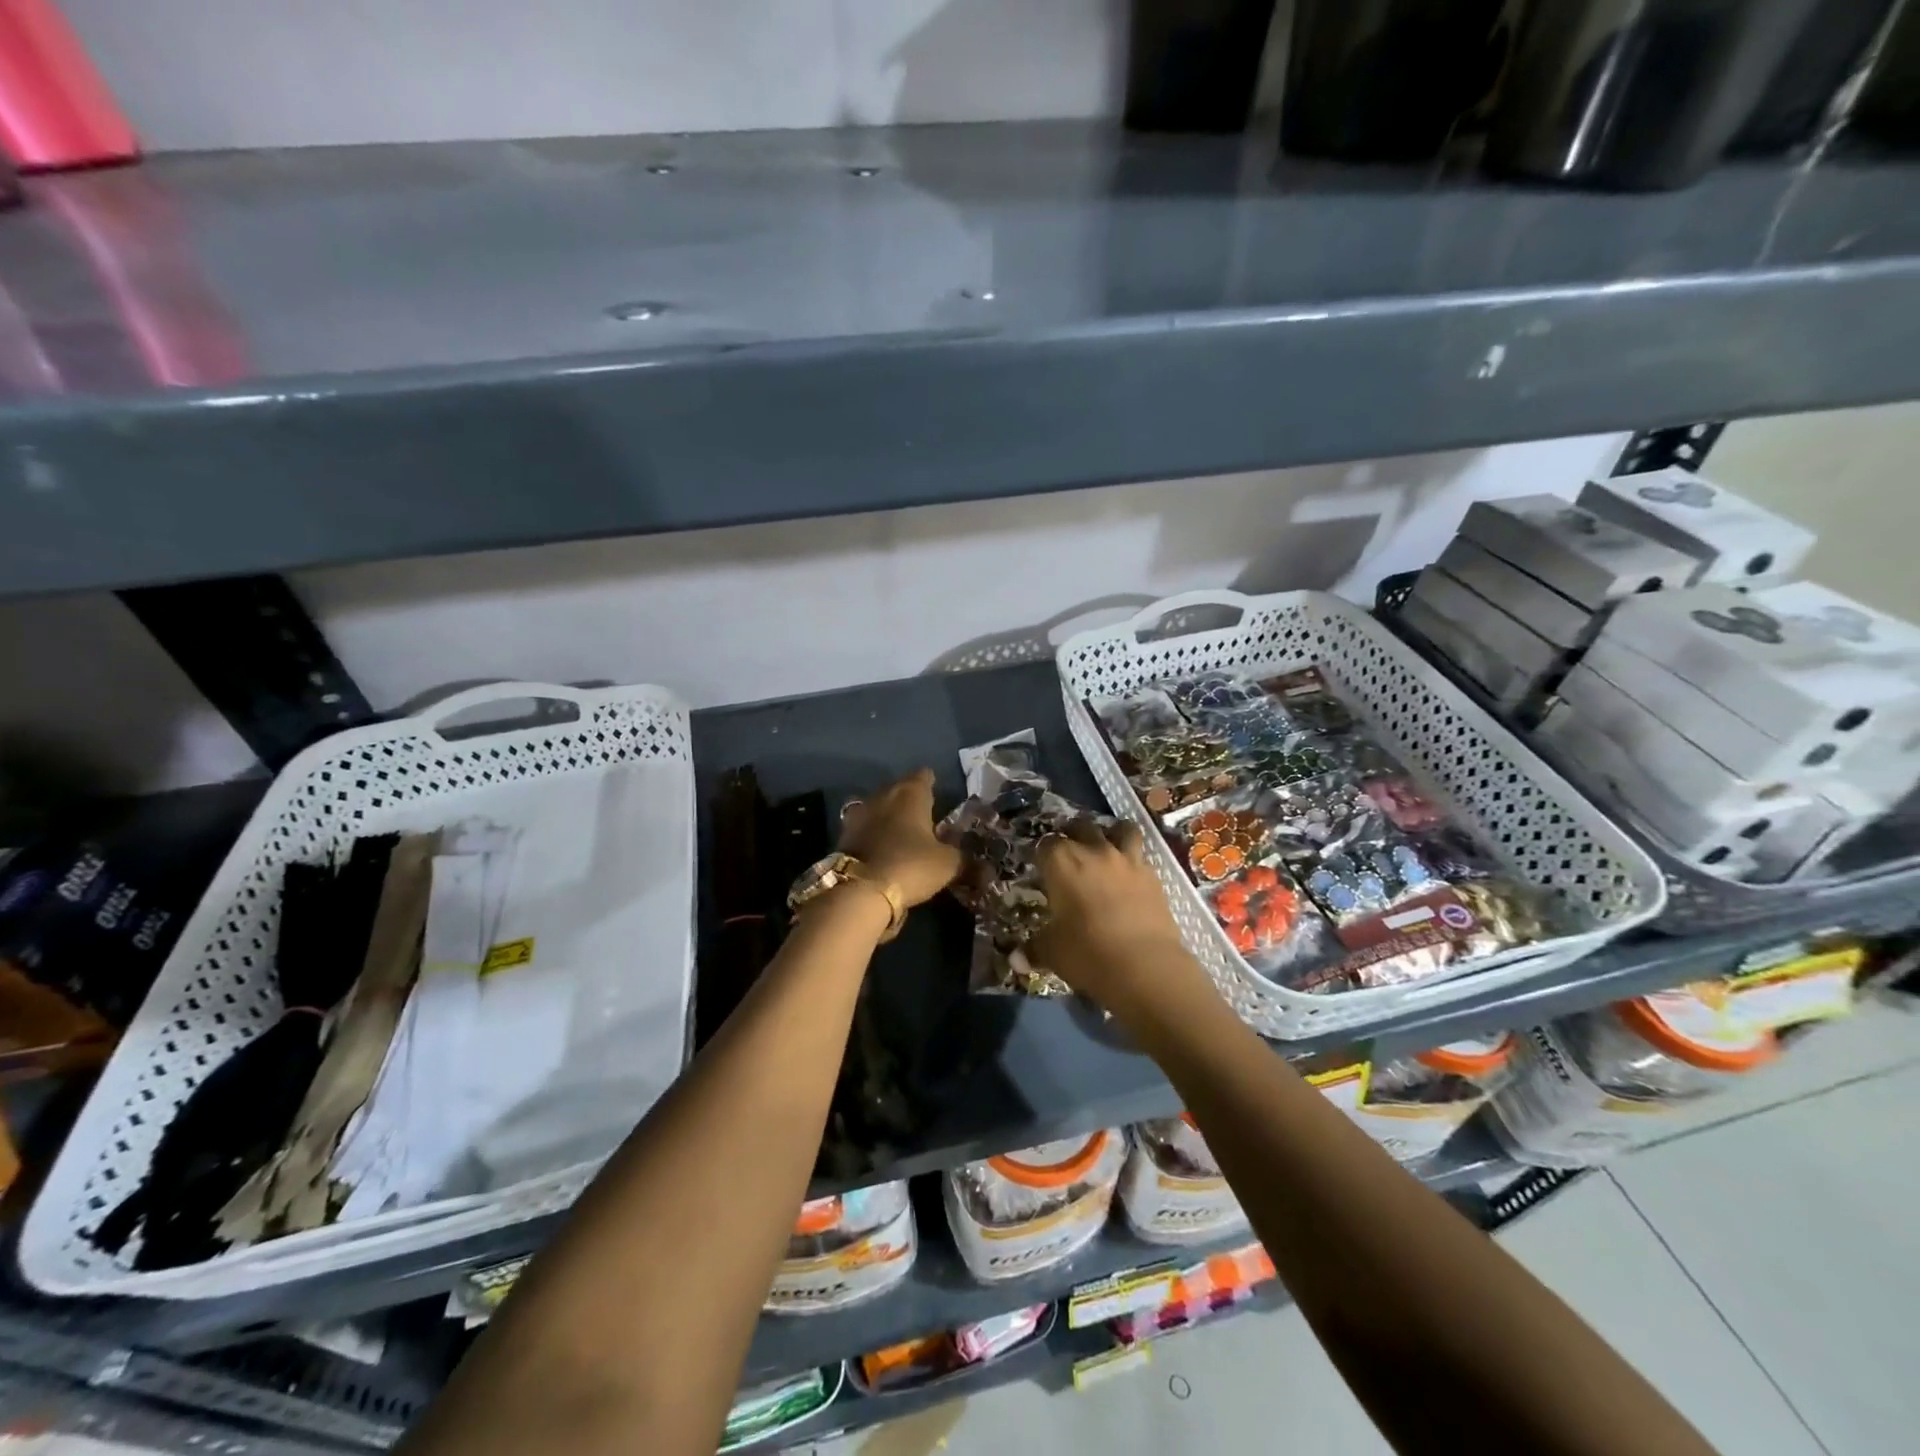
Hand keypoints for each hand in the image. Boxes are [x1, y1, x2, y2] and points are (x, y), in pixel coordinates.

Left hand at [839, 768, 962, 908]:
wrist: (858, 890)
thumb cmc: (910, 865)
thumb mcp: (947, 866)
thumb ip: (966, 863)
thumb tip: (988, 871)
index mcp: (911, 794)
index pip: (923, 776)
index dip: (931, 782)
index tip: (937, 790)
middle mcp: (883, 795)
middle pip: (898, 788)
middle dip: (909, 798)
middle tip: (923, 813)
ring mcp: (860, 814)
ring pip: (878, 806)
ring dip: (888, 814)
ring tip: (901, 830)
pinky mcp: (844, 835)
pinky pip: (864, 826)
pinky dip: (873, 832)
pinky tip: (881, 846)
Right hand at [1030, 819, 1212, 1023]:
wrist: (1144, 966)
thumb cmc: (1087, 953)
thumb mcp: (1051, 952)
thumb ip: (1034, 948)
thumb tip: (1017, 958)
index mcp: (1061, 862)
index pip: (1045, 844)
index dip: (1042, 854)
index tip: (1041, 868)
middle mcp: (1093, 851)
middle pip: (1081, 826)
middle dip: (1073, 834)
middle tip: (1070, 854)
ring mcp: (1126, 860)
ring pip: (1120, 828)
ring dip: (1112, 834)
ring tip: (1107, 848)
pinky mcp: (1153, 875)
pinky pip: (1141, 856)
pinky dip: (1134, 861)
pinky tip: (1130, 876)